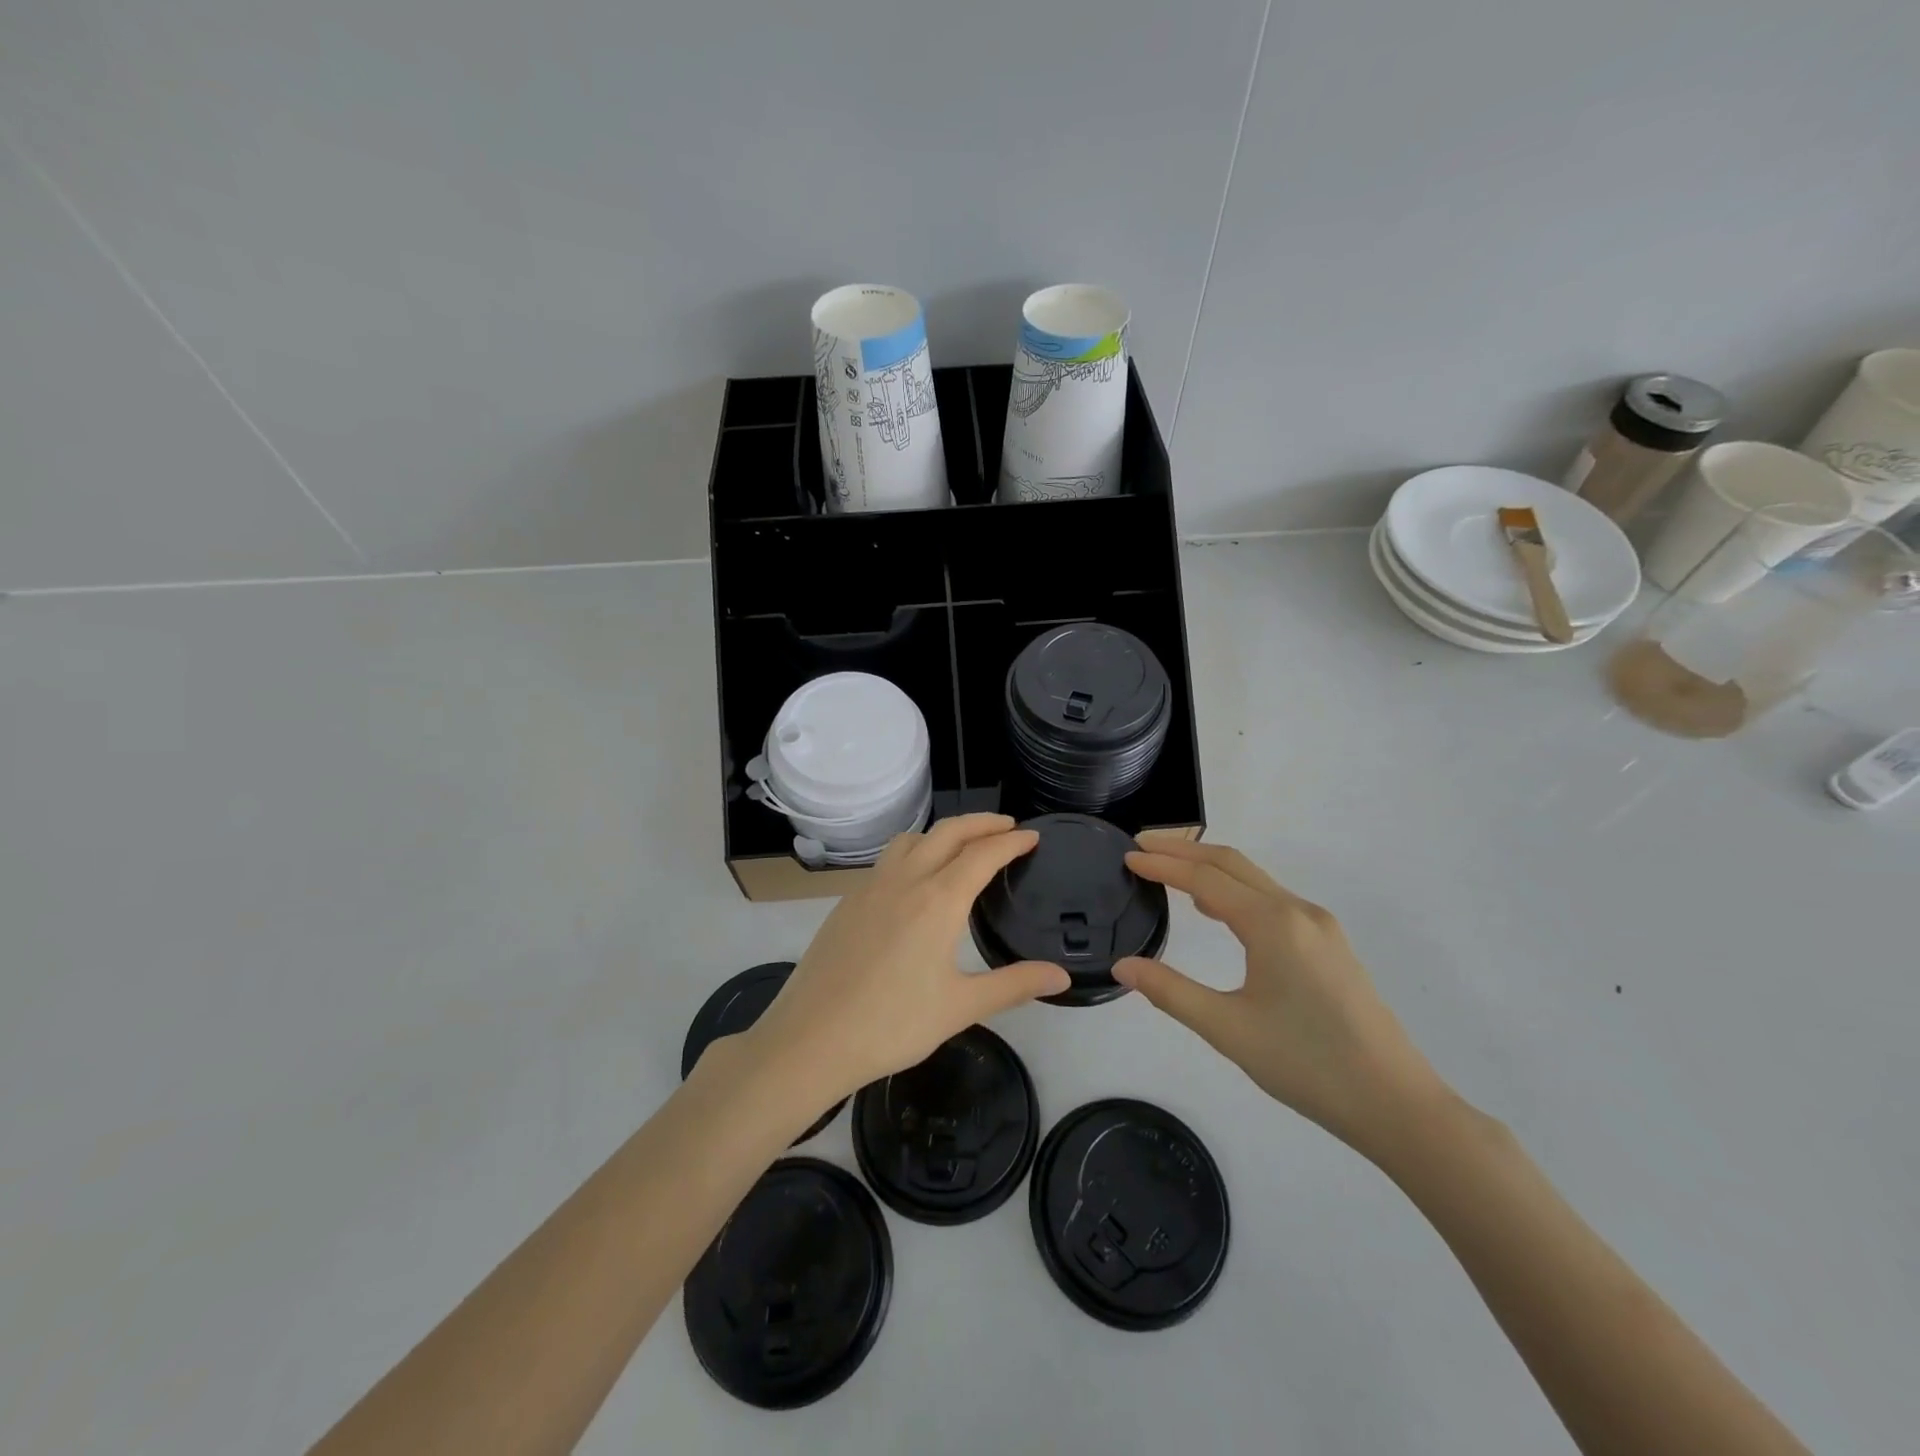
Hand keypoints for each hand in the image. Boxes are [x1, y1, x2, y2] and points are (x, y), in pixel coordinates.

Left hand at [744, 815, 1070, 1108]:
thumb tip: (1062, 977)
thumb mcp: (961, 1007)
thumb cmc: (892, 1024)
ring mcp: (870, 888)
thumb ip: (1014, 985)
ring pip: (912, 839)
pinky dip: (914, 852)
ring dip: (943, 832)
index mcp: (938, 900)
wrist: (810, 1039)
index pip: (983, 854)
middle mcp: (905, 880)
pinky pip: (888, 860)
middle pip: (948, 832)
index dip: (1011, 841)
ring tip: (962, 846)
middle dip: (981, 822)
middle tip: (1006, 827)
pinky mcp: (847, 902)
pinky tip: (915, 881)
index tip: (1032, 836)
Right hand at [1113, 836, 1447, 1157]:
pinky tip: (1218, 911)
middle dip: (1184, 851)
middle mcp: (1298, 911)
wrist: (1396, 1103)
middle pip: (1231, 864)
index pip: (1204, 879)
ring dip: (1210, 869)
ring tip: (1170, 872)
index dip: (1162, 866)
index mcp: (1272, 923)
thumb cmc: (1307, 1063)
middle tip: (1142, 847)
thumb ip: (1170, 992)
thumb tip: (1123, 966)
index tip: (1126, 857)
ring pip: (1255, 880)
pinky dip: (1236, 891)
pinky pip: (1273, 900)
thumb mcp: (1228, 1029)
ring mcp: (1319, 926)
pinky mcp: (1330, 945)